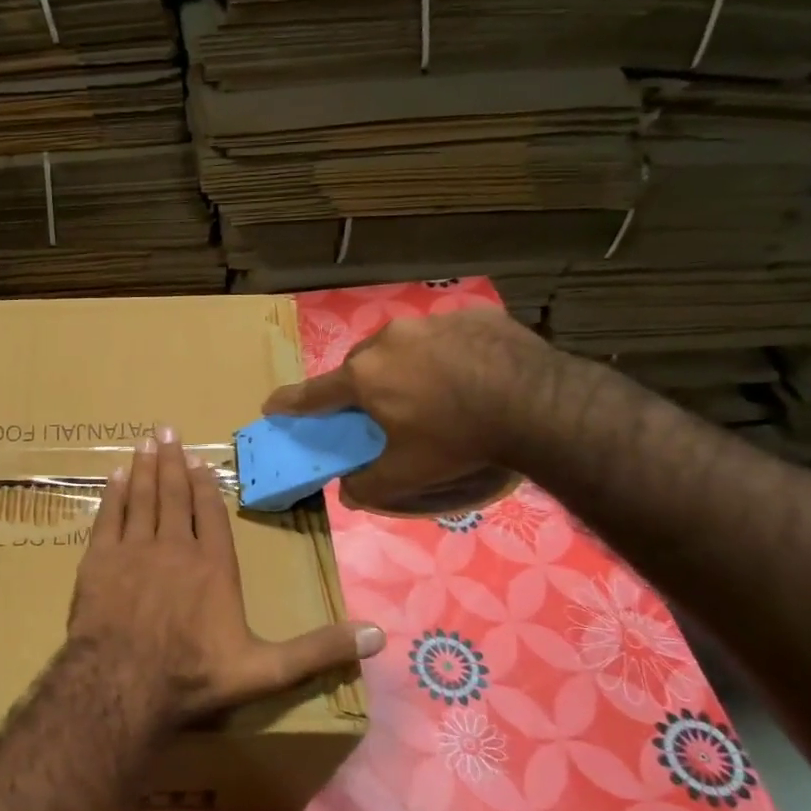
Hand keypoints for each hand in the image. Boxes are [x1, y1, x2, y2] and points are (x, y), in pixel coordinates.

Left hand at [66, 426, 384, 727]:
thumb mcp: (266, 670)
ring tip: (145, 442)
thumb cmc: (194, 676)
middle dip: (172, 462)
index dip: (204, 486)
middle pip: (174, 495)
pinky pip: (109, 516)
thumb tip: (379, 635)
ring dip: (145, 468)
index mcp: (214, 566)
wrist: (123, 684)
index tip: (198, 461)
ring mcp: (134, 549)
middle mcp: (175, 547)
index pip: (210, 514)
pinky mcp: (99, 559)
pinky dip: (113, 493)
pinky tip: (115, 475)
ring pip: (142, 497)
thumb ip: (318, 650)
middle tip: (167, 431)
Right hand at [262, 310, 554, 513]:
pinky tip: (471, 375)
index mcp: (365, 377)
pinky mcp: (473, 316)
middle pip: (360, 366)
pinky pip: (446, 336)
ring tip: (433, 391)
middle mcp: (389, 341)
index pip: (314, 393)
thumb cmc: (459, 440)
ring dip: (405, 366)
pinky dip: (447, 354)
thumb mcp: (409, 474)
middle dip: (362, 386)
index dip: (290, 403)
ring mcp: (432, 322)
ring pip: (402, 345)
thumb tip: (348, 494)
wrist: (538, 403)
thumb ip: (370, 485)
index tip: (271, 406)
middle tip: (380, 410)